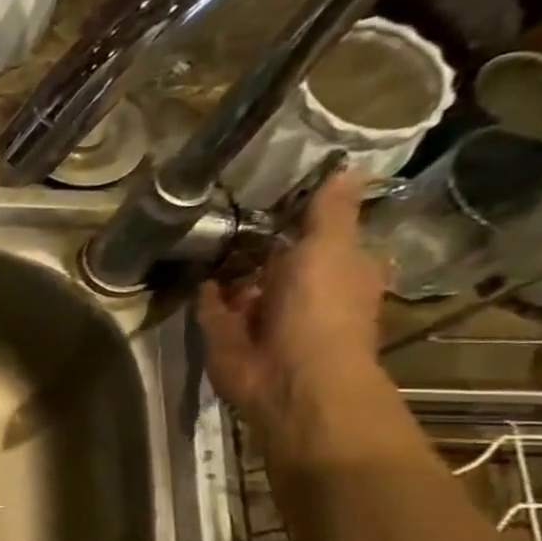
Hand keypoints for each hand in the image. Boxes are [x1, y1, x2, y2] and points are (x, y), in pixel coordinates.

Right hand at [197, 165, 386, 429]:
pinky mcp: (226, 333)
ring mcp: (262, 316)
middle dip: (258, 243)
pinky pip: (213, 306)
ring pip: (243, 284)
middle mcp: (302, 293)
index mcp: (340, 271)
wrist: (287, 375)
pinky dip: (205, 293)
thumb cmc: (320, 309)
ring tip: (203, 235)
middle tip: (229, 209)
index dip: (303, 216)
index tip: (276, 189)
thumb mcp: (330, 248)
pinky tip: (194, 271)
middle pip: (278, 260)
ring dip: (228, 268)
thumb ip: (330, 212)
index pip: (323, 237)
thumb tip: (347, 165)